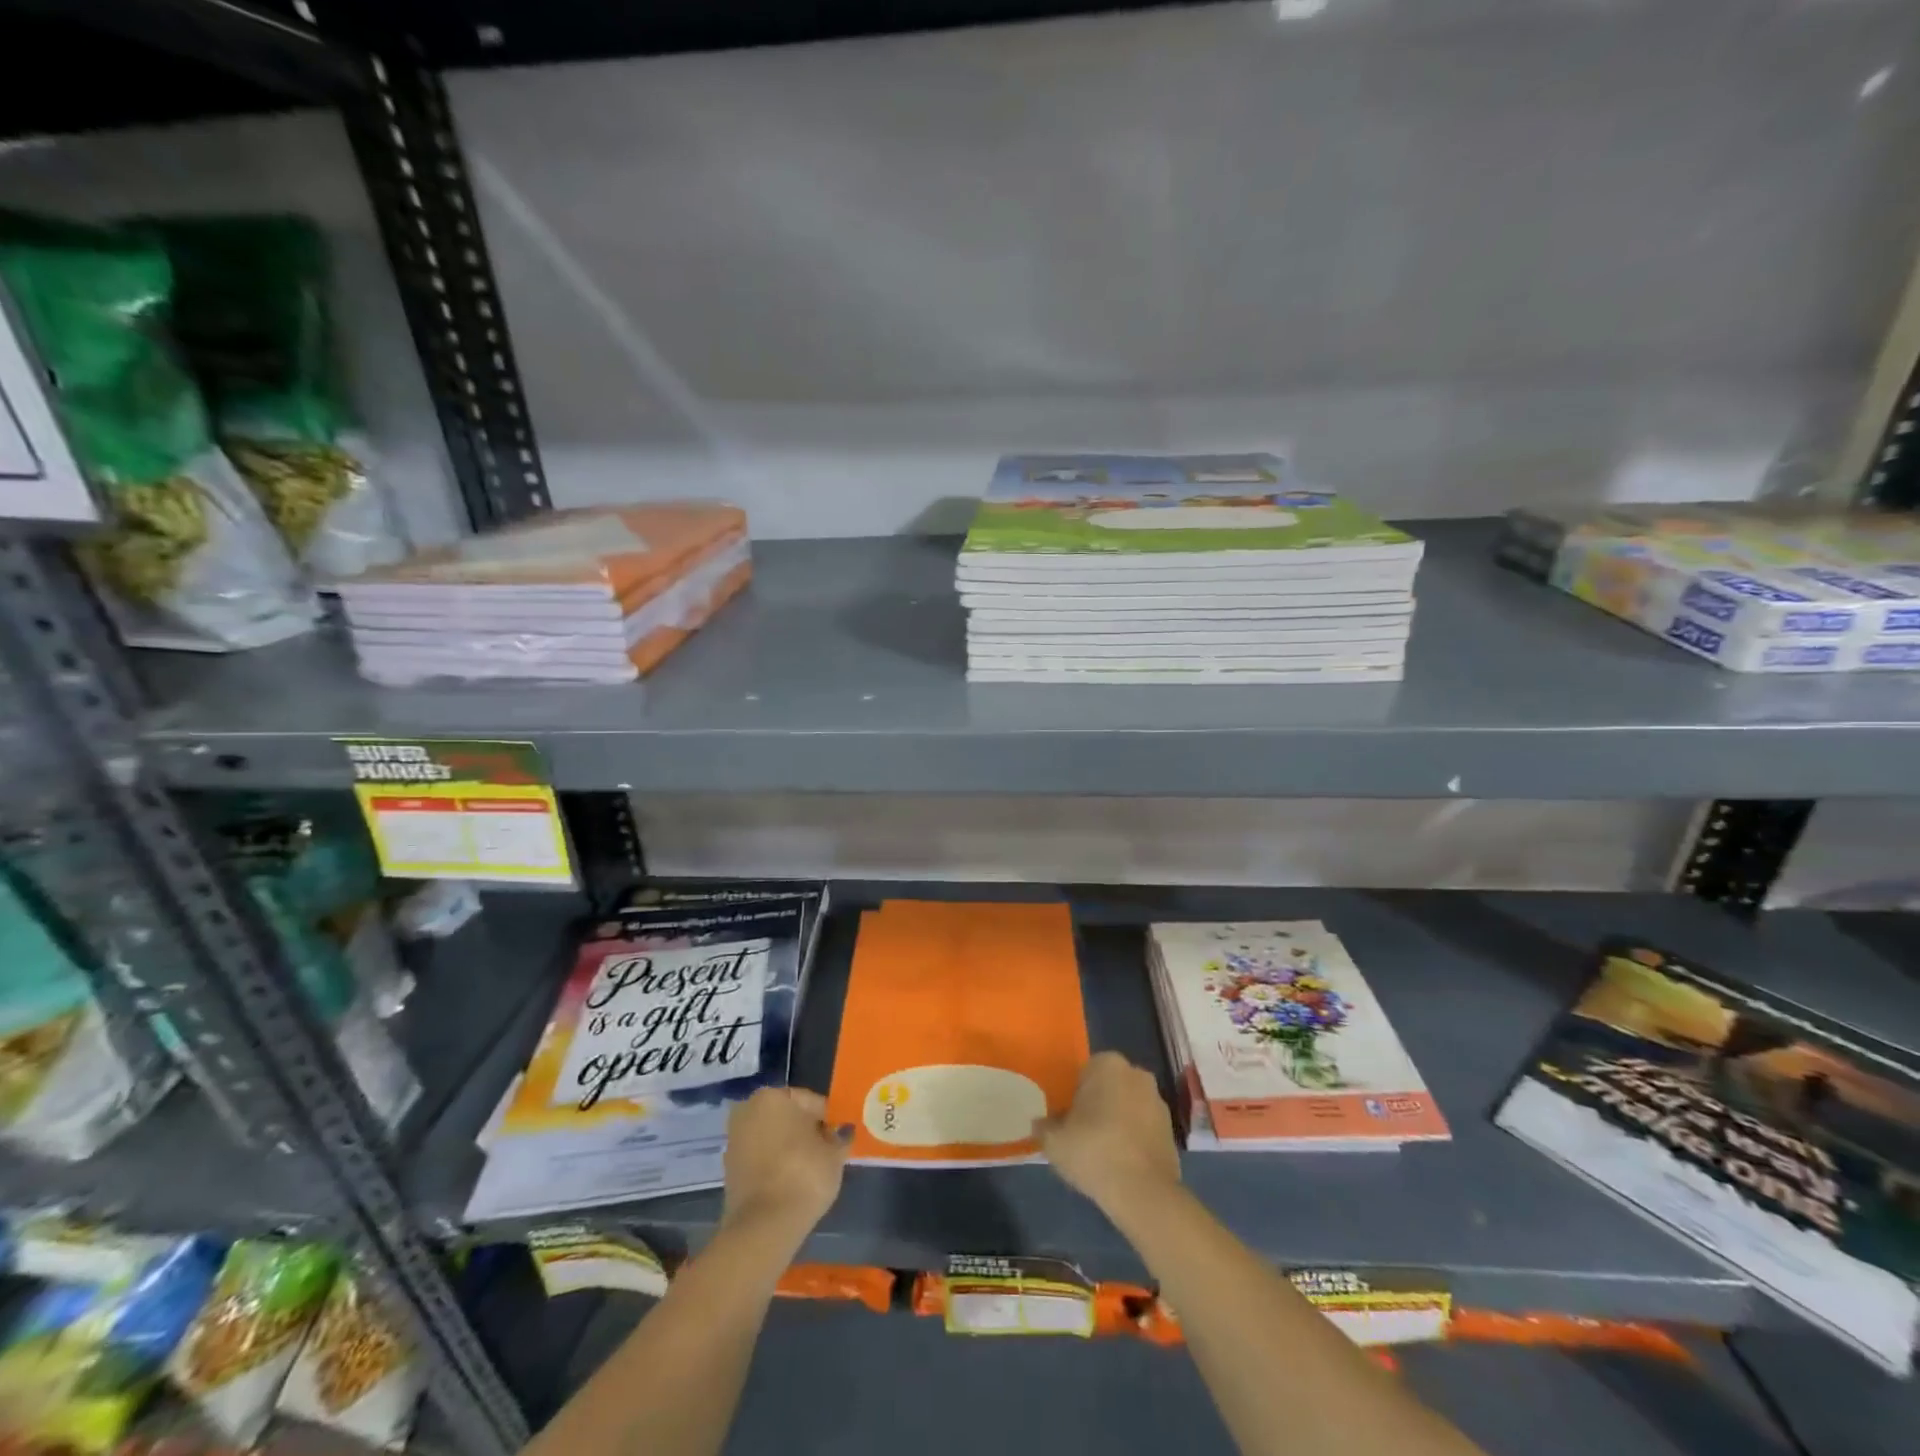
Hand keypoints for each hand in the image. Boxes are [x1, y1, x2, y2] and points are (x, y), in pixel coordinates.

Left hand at [721, 1087, 849, 1243]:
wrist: (764, 1226)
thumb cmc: (804, 1175)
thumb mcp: (835, 1153)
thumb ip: (839, 1137)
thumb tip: (841, 1133)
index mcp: (773, 1096)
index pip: (810, 1101)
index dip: (828, 1119)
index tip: (838, 1137)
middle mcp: (748, 1110)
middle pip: (787, 1116)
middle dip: (804, 1130)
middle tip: (825, 1151)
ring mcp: (735, 1140)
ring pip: (771, 1137)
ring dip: (788, 1148)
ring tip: (809, 1169)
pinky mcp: (729, 1169)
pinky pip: (760, 1158)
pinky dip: (774, 1164)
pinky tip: (791, 1181)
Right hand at [1035, 1052, 1180, 1217]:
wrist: (1143, 1192)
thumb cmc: (1093, 1151)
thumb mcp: (1054, 1141)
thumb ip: (1044, 1127)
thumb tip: (1041, 1124)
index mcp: (1108, 1064)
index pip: (1084, 1073)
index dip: (1073, 1096)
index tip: (1067, 1119)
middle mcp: (1137, 1074)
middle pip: (1109, 1087)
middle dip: (1097, 1105)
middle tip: (1081, 1134)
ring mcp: (1158, 1102)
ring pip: (1128, 1106)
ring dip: (1117, 1121)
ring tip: (1102, 1153)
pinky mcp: (1172, 1130)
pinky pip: (1144, 1128)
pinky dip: (1134, 1139)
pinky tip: (1122, 1164)